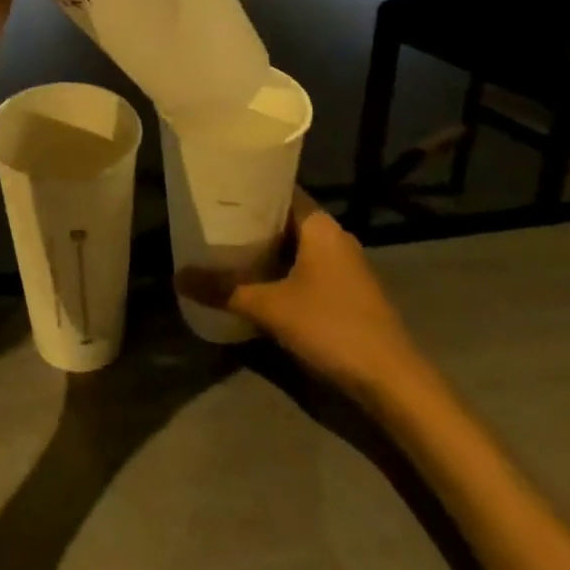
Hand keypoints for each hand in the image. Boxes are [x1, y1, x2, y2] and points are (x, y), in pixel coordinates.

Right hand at [177, 187, 422, 396]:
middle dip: (251, 221)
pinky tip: (257, 281)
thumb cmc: (332, 327)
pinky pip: (306, 267)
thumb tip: (177, 277)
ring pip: (296, 245)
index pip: (280, 190)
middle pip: (285, 218)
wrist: (392, 381)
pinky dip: (282, 268)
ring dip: (266, 248)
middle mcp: (334, 237)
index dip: (249, 188)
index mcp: (320, 225)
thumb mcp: (270, 307)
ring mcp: (345, 265)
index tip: (217, 190)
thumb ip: (224, 290)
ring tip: (226, 249)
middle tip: (212, 221)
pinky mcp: (348, 291)